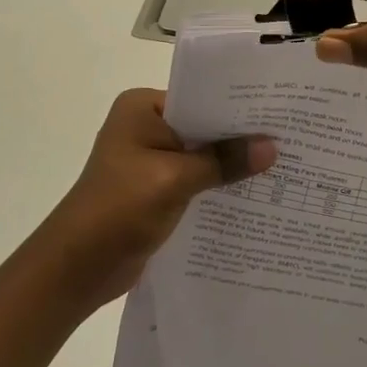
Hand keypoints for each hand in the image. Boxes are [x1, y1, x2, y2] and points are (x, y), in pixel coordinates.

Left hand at [32, 88, 276, 310]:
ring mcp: (150, 160)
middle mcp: (146, 127)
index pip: (200, 98)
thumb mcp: (175, 179)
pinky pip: (196, 180)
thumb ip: (223, 161)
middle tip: (290, 138)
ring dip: (232, 165)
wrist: (77, 268)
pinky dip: (218, 186)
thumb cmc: (119, 209)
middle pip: (204, 127)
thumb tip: (271, 147)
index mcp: (143, 109)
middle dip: (240, 137)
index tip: (280, 112)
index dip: (238, 107)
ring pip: (202, 155)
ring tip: (283, 165)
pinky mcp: (156, 190)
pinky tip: (254, 194)